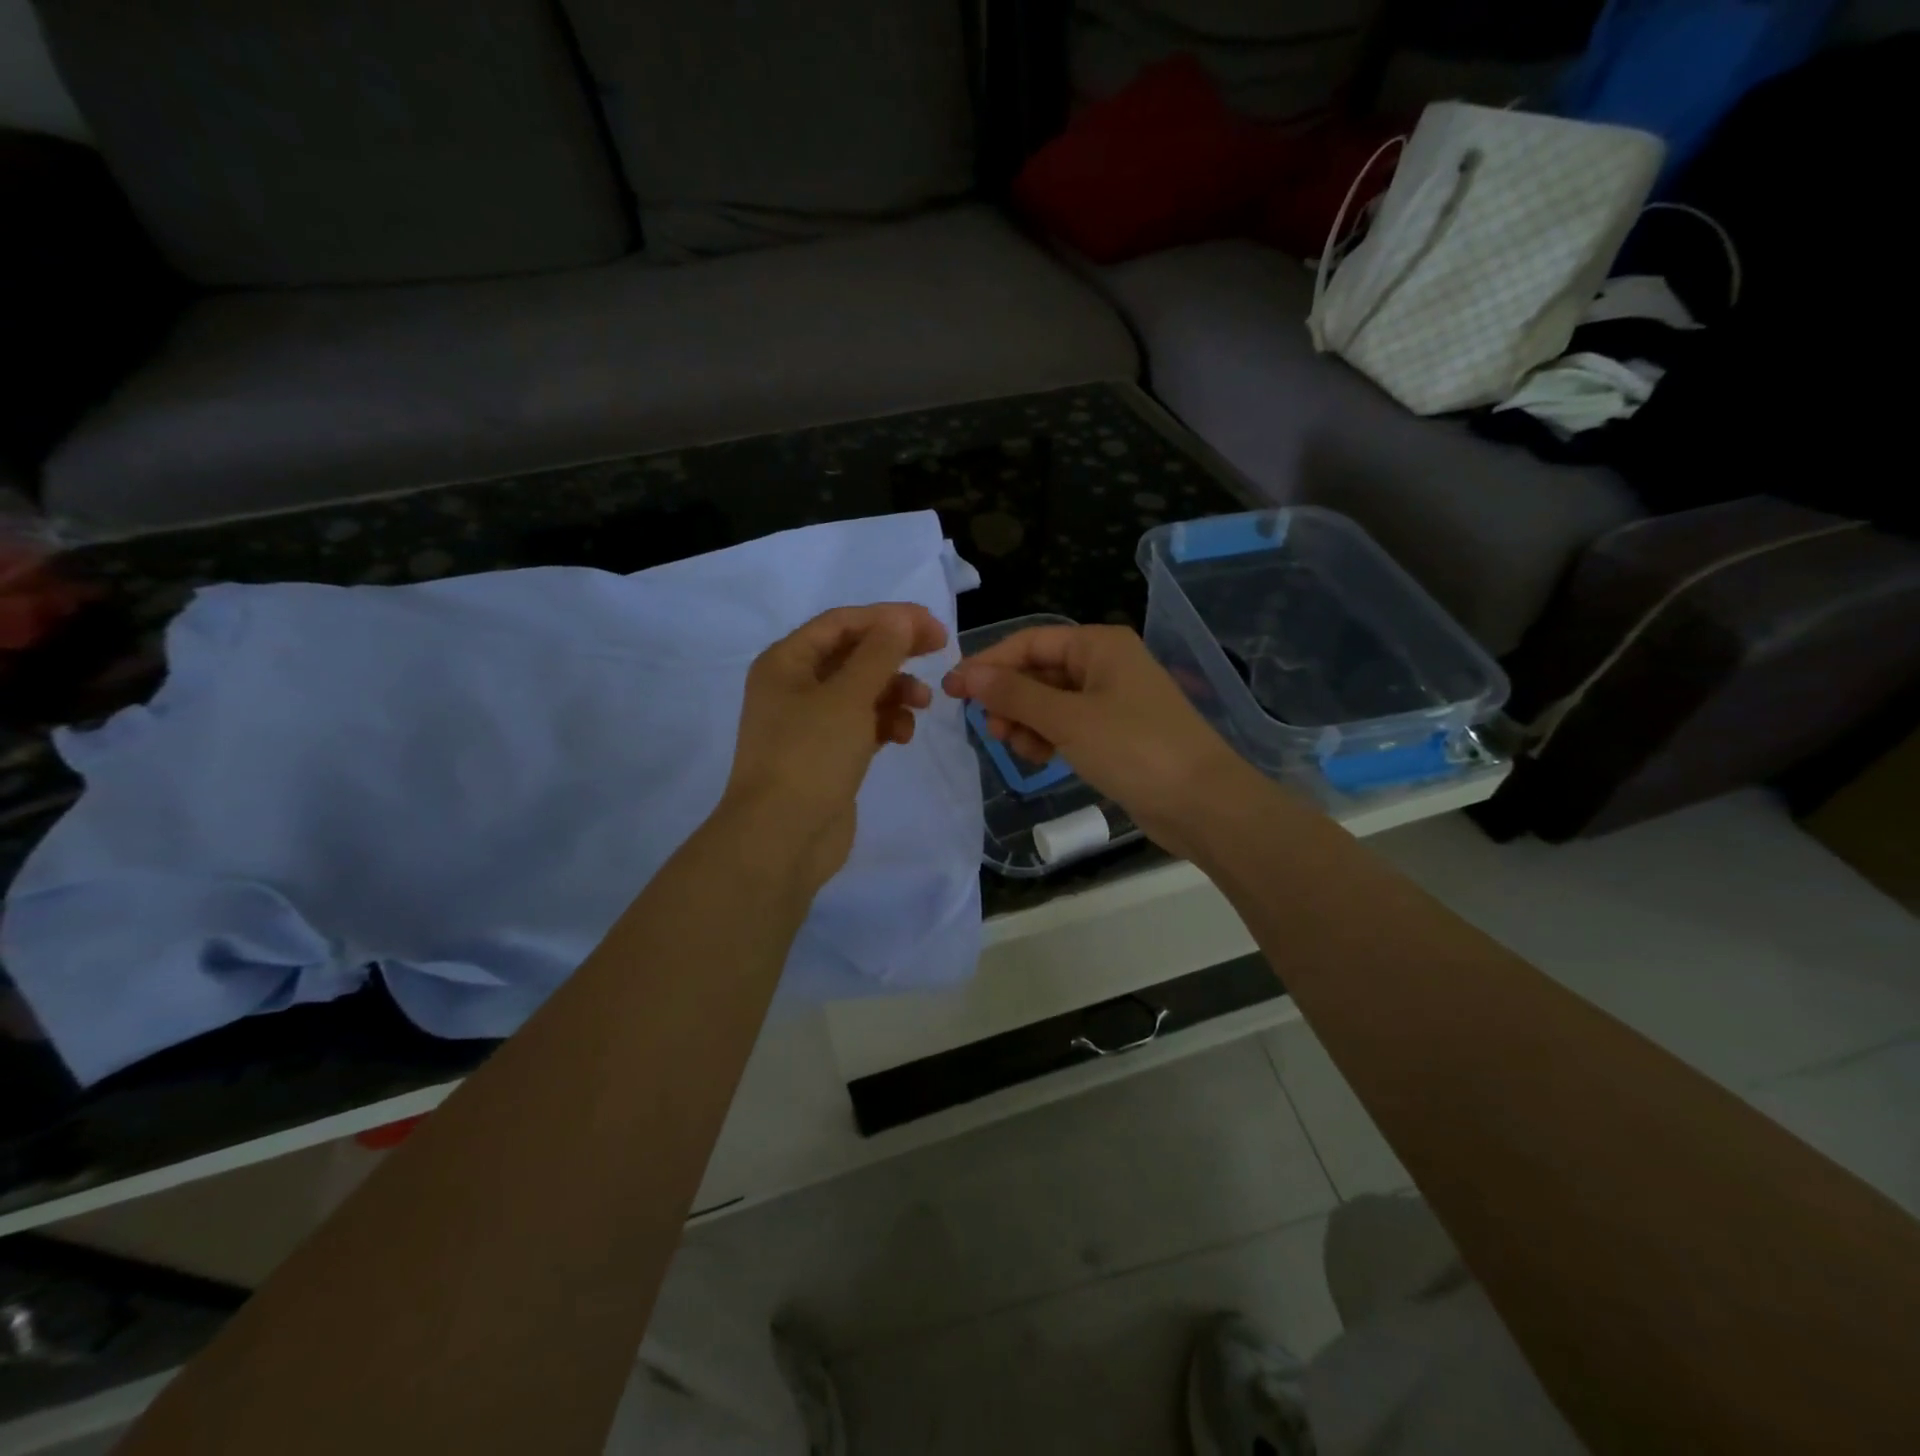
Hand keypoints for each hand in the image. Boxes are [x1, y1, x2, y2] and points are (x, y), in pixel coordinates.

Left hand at [721, 603, 947, 893]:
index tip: (932, 625)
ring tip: (923, 704)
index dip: (887, 618)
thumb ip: (879, 654)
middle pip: (853, 655)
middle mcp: (794, 687)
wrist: (781, 838)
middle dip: (896, 653)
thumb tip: (901, 620)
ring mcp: (810, 724)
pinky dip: (885, 723)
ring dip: (894, 691)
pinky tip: (902, 735)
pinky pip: (862, 725)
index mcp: (786, 662)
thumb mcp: (848, 697)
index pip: (841, 623)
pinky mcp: (827, 755)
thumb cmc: (810, 756)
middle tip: (939, 650)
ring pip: (862, 692)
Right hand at [943, 623, 1255, 859]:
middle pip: (1039, 671)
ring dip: (1026, 721)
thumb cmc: (1135, 748)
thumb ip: (1015, 694)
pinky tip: (1040, 758)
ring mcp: (1112, 701)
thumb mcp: (1068, 719)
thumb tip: (967, 673)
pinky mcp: (1116, 734)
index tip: (954, 690)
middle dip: (1010, 698)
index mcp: (1098, 645)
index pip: (1029, 642)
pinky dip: (1049, 738)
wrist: (1203, 803)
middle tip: (989, 729)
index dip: (989, 664)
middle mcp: (1105, 665)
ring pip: (1050, 702)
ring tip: (1017, 748)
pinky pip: (1068, 726)